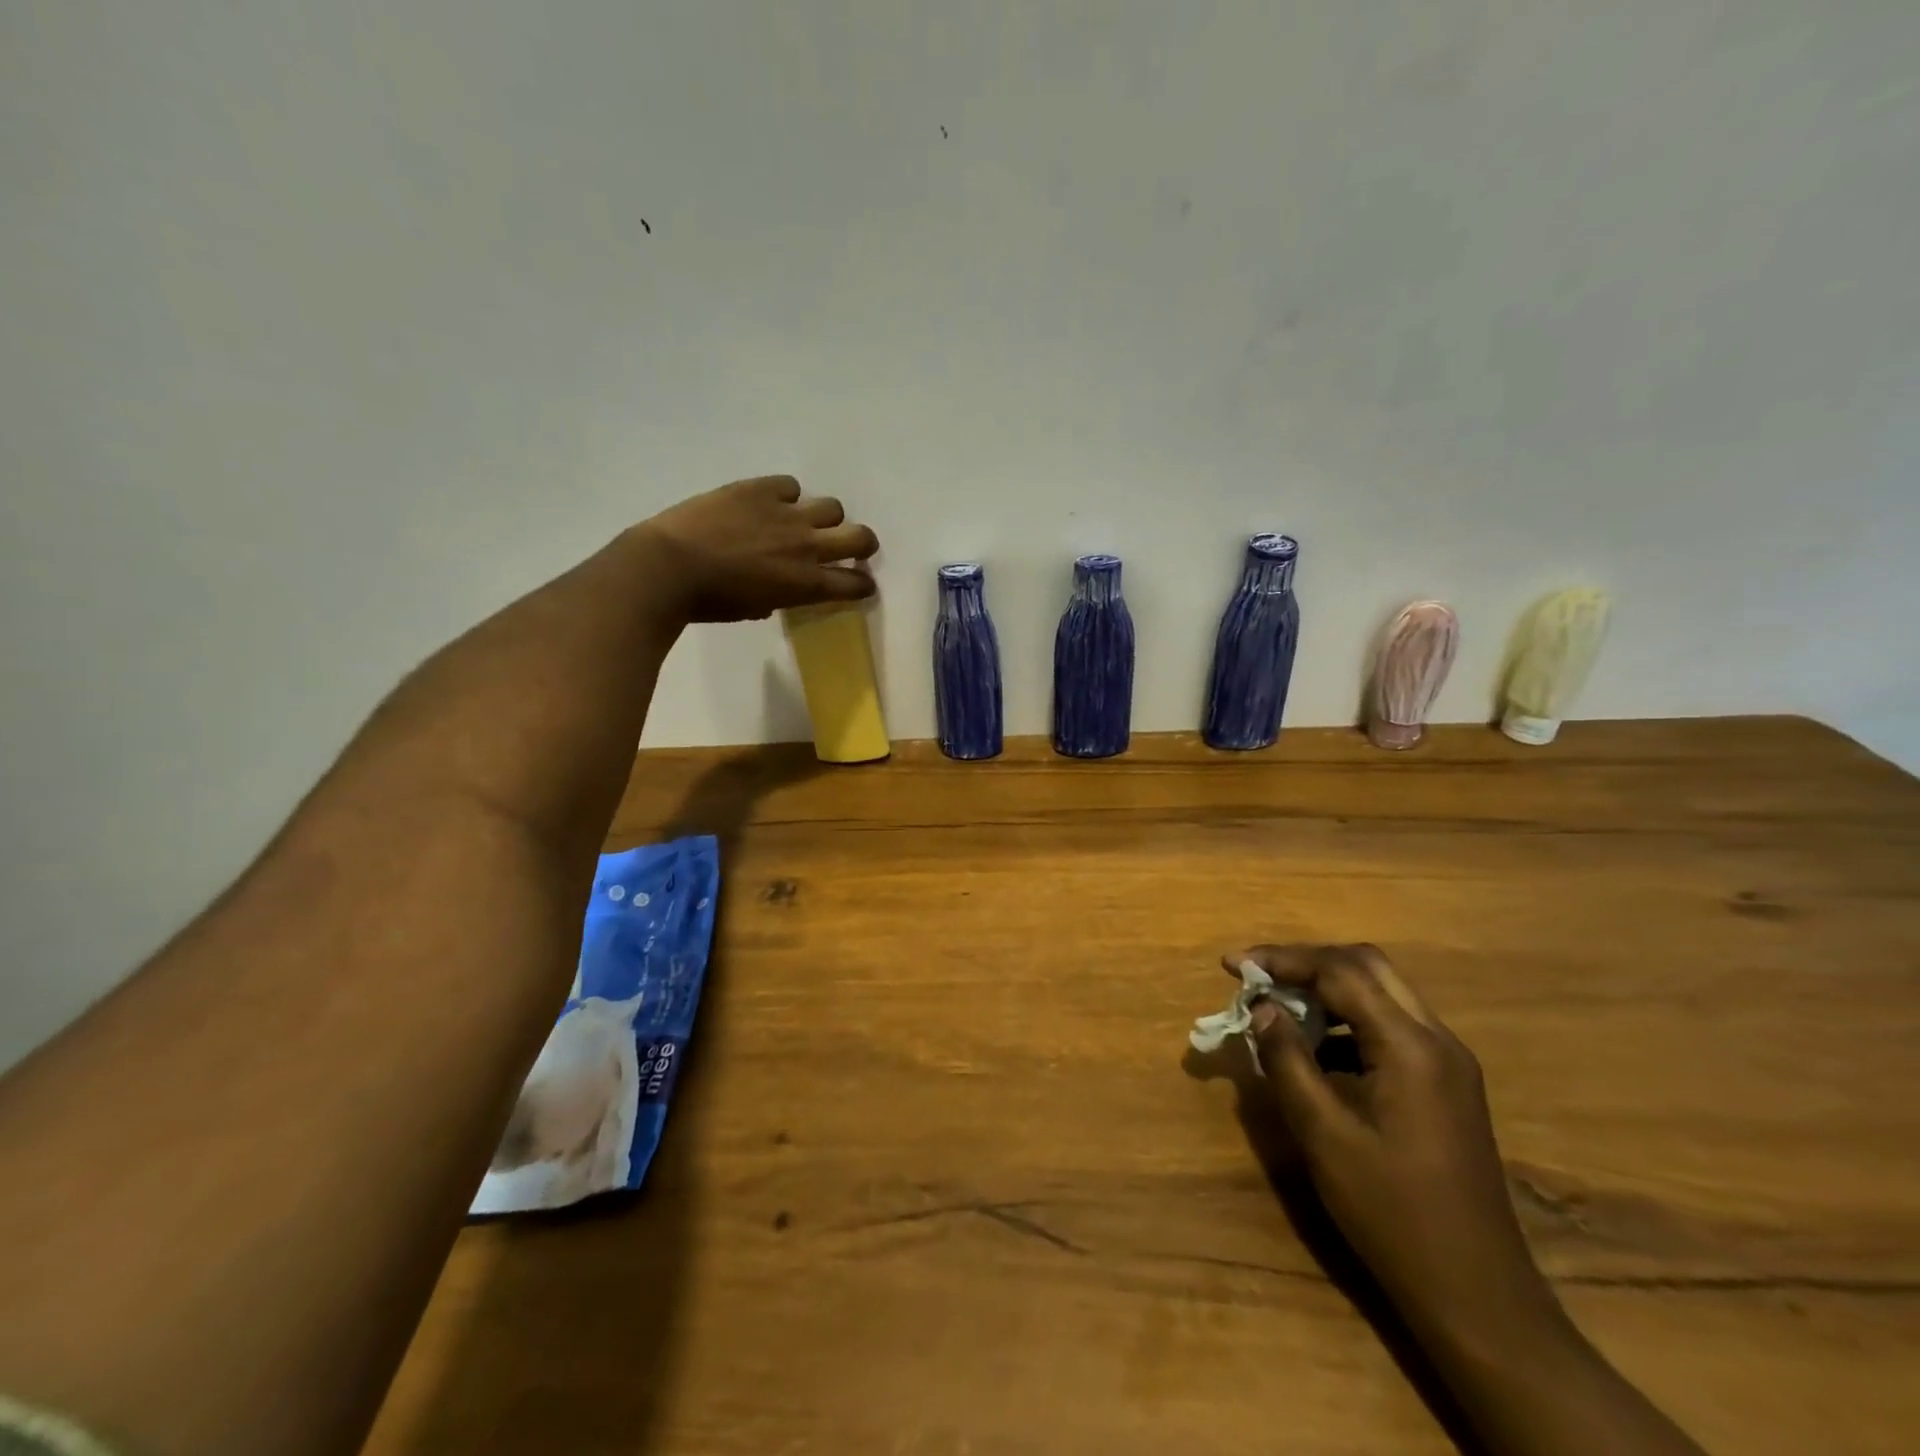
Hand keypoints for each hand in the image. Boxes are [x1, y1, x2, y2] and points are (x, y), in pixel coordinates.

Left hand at [634, 476, 879, 623]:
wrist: (670, 567)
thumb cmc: (710, 602)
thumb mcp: (753, 609)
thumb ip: (778, 598)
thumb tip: (780, 590)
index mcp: (806, 584)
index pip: (855, 584)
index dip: (863, 584)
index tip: (859, 584)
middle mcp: (807, 546)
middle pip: (860, 537)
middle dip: (863, 544)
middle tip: (852, 547)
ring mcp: (787, 514)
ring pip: (832, 507)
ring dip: (825, 517)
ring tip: (805, 521)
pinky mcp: (761, 489)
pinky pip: (790, 485)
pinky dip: (786, 495)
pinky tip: (769, 503)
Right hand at [1232, 944, 1560, 1349]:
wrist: (1477, 1295)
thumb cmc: (1392, 1213)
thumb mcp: (1324, 1134)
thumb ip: (1287, 1060)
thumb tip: (1262, 1009)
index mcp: (1410, 1047)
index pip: (1340, 971)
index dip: (1281, 960)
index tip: (1233, 965)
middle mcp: (1437, 1040)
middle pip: (1367, 966)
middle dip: (1306, 963)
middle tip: (1258, 978)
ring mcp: (1448, 1062)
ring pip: (1381, 993)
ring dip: (1327, 989)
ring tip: (1278, 1009)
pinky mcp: (1446, 1084)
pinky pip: (1391, 1026)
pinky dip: (1347, 1020)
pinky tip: (1315, 1050)